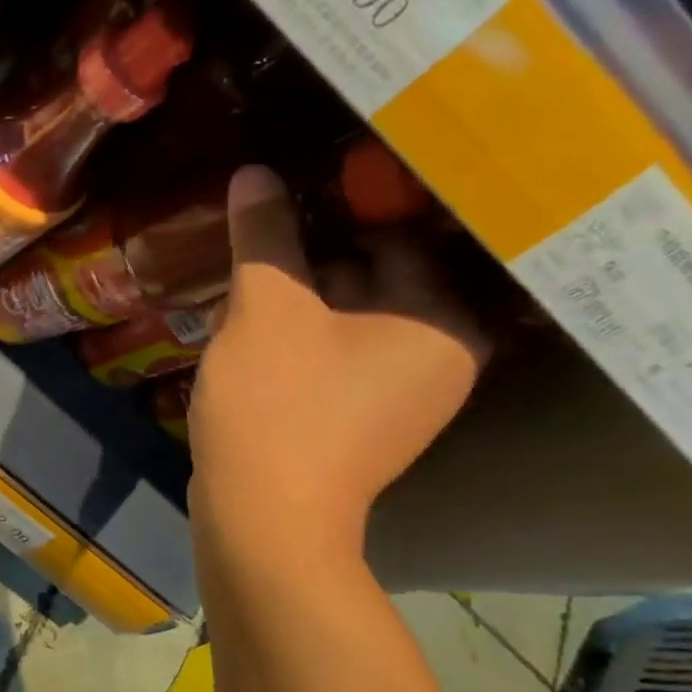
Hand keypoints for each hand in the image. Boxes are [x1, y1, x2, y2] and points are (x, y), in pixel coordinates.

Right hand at [189, 165, 488, 567]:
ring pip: (350, 321)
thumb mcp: (266, 308)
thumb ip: (266, 235)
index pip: (397, 236)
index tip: (289, 197)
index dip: (337, 211)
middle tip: (259, 244)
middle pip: (374, 279)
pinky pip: (338, 358)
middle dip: (312, 263)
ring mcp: (405, 397)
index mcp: (443, 320)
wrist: (264, 518)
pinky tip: (255, 337)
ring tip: (248, 289)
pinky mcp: (365, 424)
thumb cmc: (278, 404)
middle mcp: (443, 356)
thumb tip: (256, 172)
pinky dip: (302, 341)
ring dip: (301, 302)